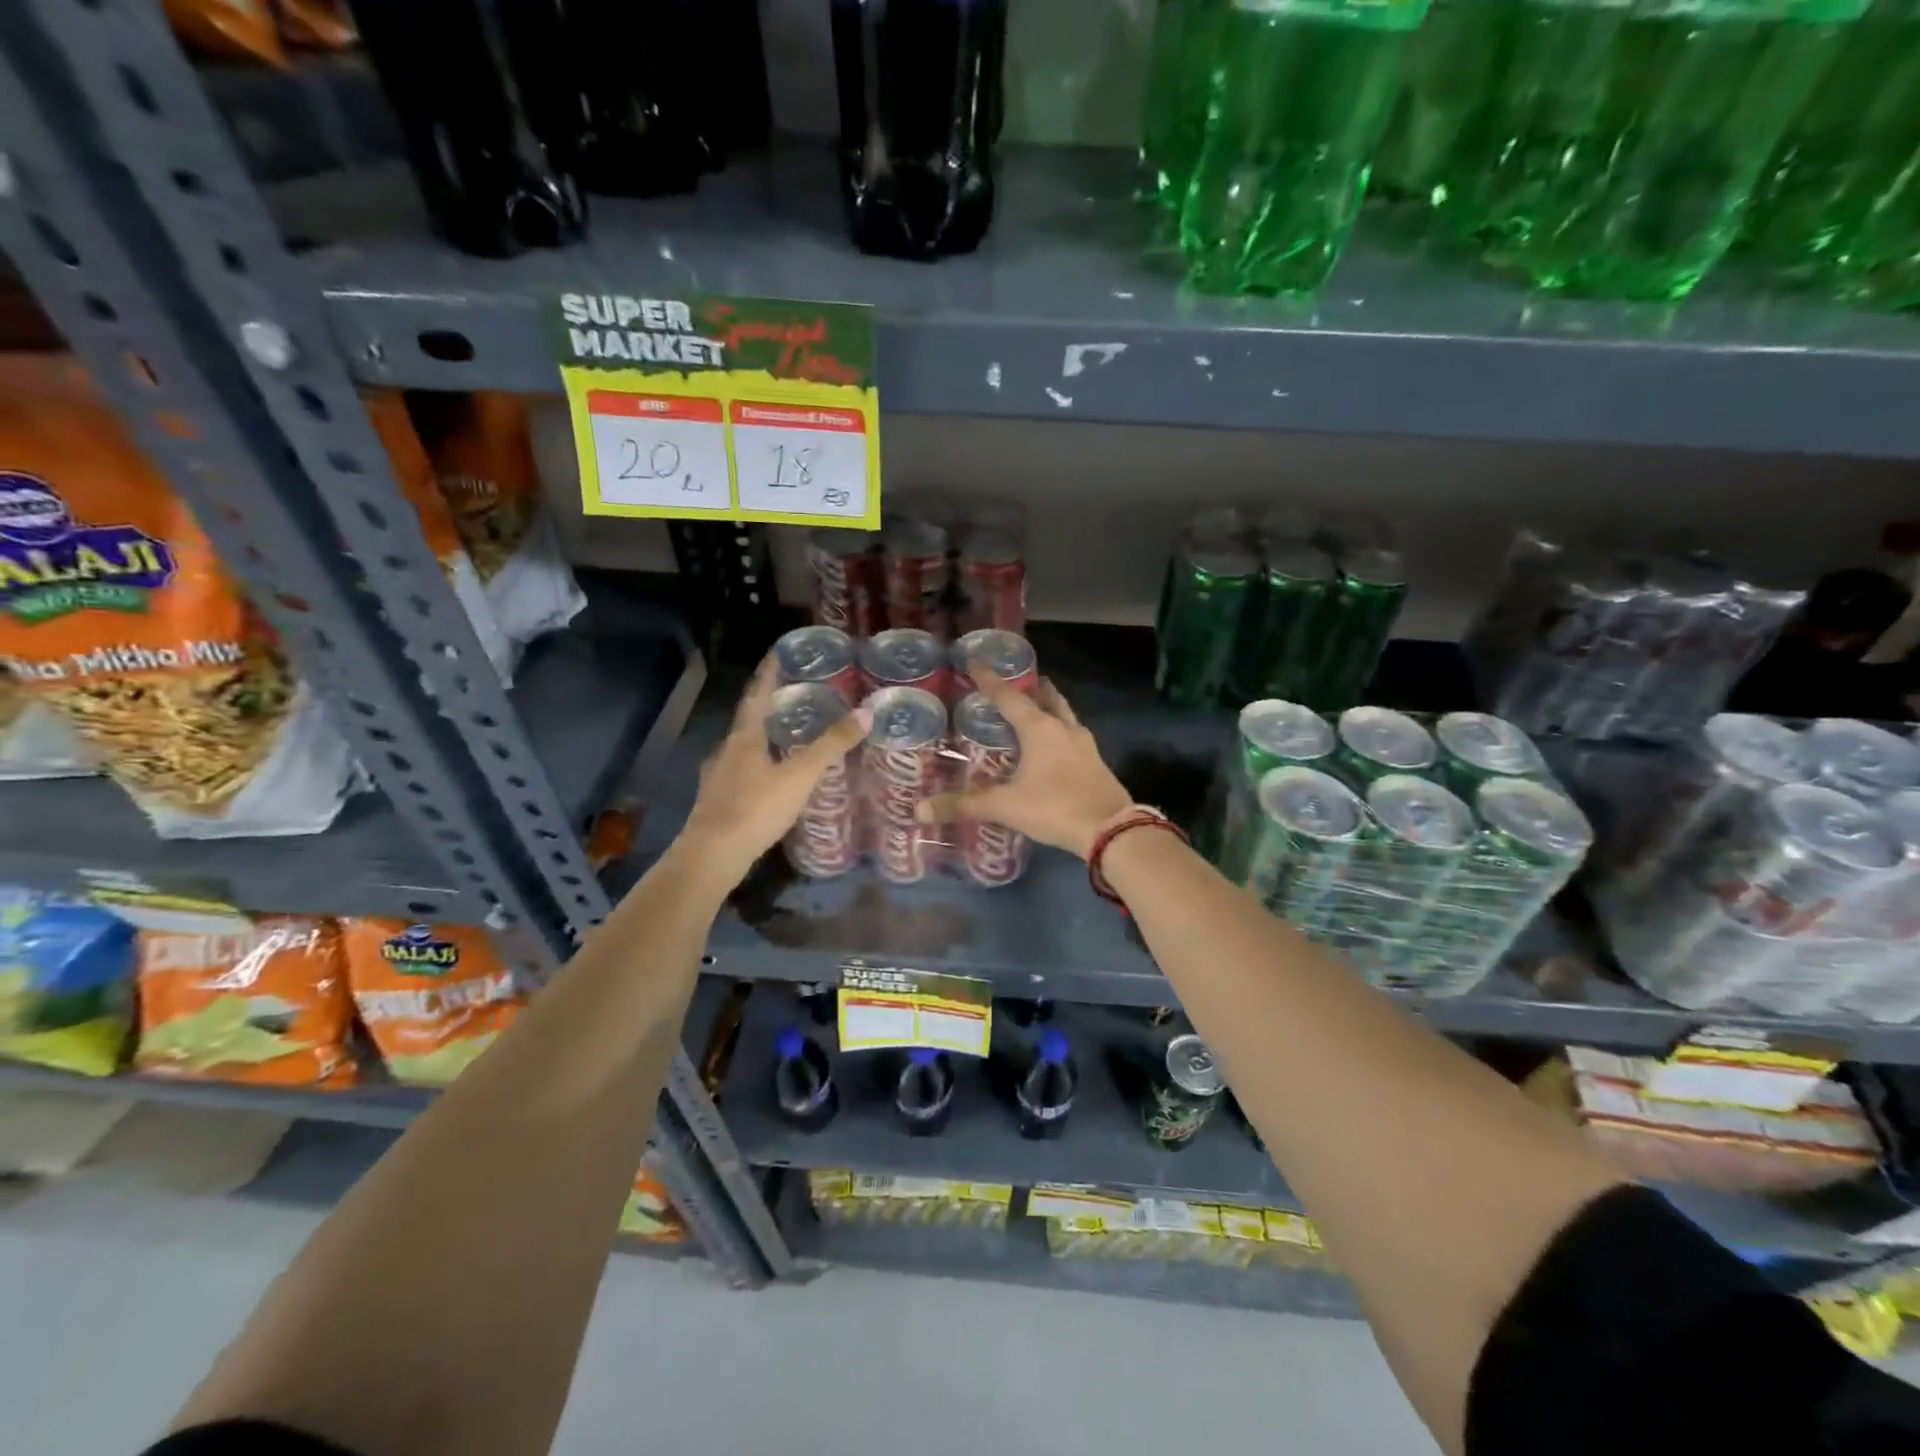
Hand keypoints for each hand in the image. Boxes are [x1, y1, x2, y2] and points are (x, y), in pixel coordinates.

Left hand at [680, 659, 867, 884]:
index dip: (768, 673)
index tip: (778, 653)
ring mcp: (717, 778)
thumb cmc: (756, 808)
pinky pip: (741, 773)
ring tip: (787, 736)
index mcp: (744, 737)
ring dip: (763, 738)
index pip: (757, 695)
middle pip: (748, 720)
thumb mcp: (801, 775)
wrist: (712, 856)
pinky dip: (757, 766)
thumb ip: (832, 744)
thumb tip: (867, 712)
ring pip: (742, 748)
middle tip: (794, 697)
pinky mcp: (717, 802)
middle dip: (769, 706)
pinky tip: (770, 779)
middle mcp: (726, 751)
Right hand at [918, 667, 1130, 859]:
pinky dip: (1061, 733)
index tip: (976, 663)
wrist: (1110, 829)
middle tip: (1018, 682)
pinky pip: (1074, 738)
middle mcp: (1064, 729)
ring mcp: (1085, 745)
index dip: (990, 681)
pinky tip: (1055, 747)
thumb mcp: (1006, 807)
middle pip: (1047, 698)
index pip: (1009, 697)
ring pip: (1065, 716)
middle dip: (1032, 688)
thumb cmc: (1054, 807)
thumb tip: (921, 810)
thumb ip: (965, 805)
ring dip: (1051, 708)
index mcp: (1039, 729)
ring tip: (1037, 708)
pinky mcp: (1096, 763)